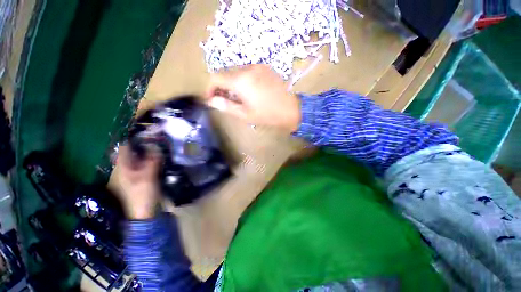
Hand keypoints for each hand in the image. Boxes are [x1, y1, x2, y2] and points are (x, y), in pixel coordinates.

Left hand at [113, 145, 161, 219]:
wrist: (142, 215)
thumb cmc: (142, 194)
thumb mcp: (149, 176)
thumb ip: (152, 160)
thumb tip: (156, 145)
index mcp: (121, 167)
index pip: (125, 147)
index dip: (135, 139)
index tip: (149, 135)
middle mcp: (121, 170)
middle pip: (131, 153)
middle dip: (143, 147)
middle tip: (157, 142)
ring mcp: (127, 176)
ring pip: (136, 160)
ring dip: (146, 155)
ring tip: (159, 150)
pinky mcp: (134, 182)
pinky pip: (140, 167)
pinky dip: (147, 162)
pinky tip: (156, 162)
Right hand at [205, 64, 300, 132]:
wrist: (293, 109)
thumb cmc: (268, 115)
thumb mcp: (245, 114)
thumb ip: (226, 106)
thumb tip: (211, 101)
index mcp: (240, 80)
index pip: (215, 77)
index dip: (210, 88)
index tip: (212, 99)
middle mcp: (247, 68)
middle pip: (226, 73)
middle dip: (222, 86)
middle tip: (225, 100)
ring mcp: (258, 66)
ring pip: (237, 72)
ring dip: (232, 83)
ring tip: (238, 97)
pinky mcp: (266, 68)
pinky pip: (248, 71)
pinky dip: (243, 80)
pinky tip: (249, 91)